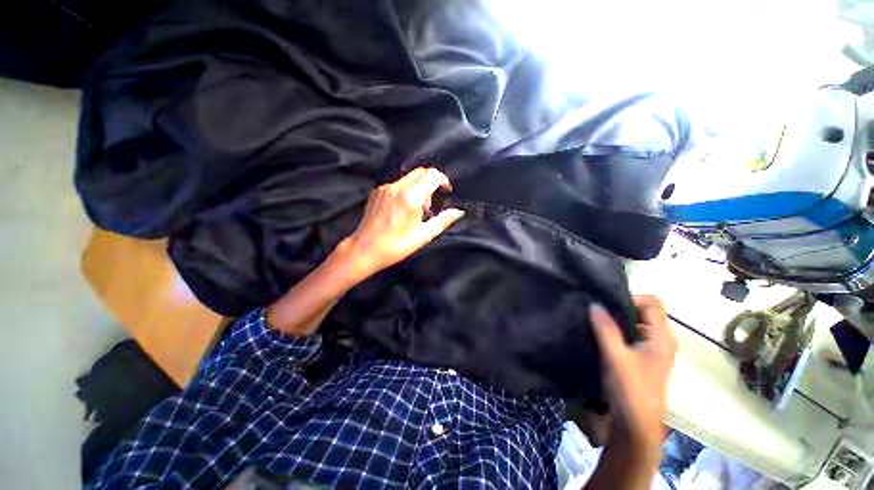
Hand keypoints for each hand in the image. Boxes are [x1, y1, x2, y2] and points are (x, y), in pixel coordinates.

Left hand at [342, 167, 464, 279]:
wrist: (365, 249)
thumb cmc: (396, 246)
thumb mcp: (423, 235)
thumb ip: (443, 220)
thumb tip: (458, 212)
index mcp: (411, 197)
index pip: (432, 175)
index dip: (443, 180)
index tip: (447, 191)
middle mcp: (397, 187)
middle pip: (421, 172)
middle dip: (431, 183)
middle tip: (431, 204)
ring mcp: (385, 188)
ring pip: (409, 178)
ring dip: (418, 188)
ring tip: (416, 210)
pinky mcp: (377, 191)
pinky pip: (397, 184)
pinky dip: (406, 191)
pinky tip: (402, 209)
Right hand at [590, 296, 677, 448]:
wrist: (635, 425)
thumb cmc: (630, 389)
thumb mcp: (615, 356)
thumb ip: (605, 329)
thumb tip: (594, 303)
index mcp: (662, 338)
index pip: (653, 303)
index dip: (631, 298)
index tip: (607, 303)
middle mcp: (661, 341)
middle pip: (645, 312)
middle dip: (621, 307)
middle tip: (598, 309)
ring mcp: (653, 350)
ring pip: (637, 324)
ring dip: (618, 320)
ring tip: (596, 319)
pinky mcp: (643, 358)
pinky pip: (632, 335)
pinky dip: (618, 330)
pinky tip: (601, 334)